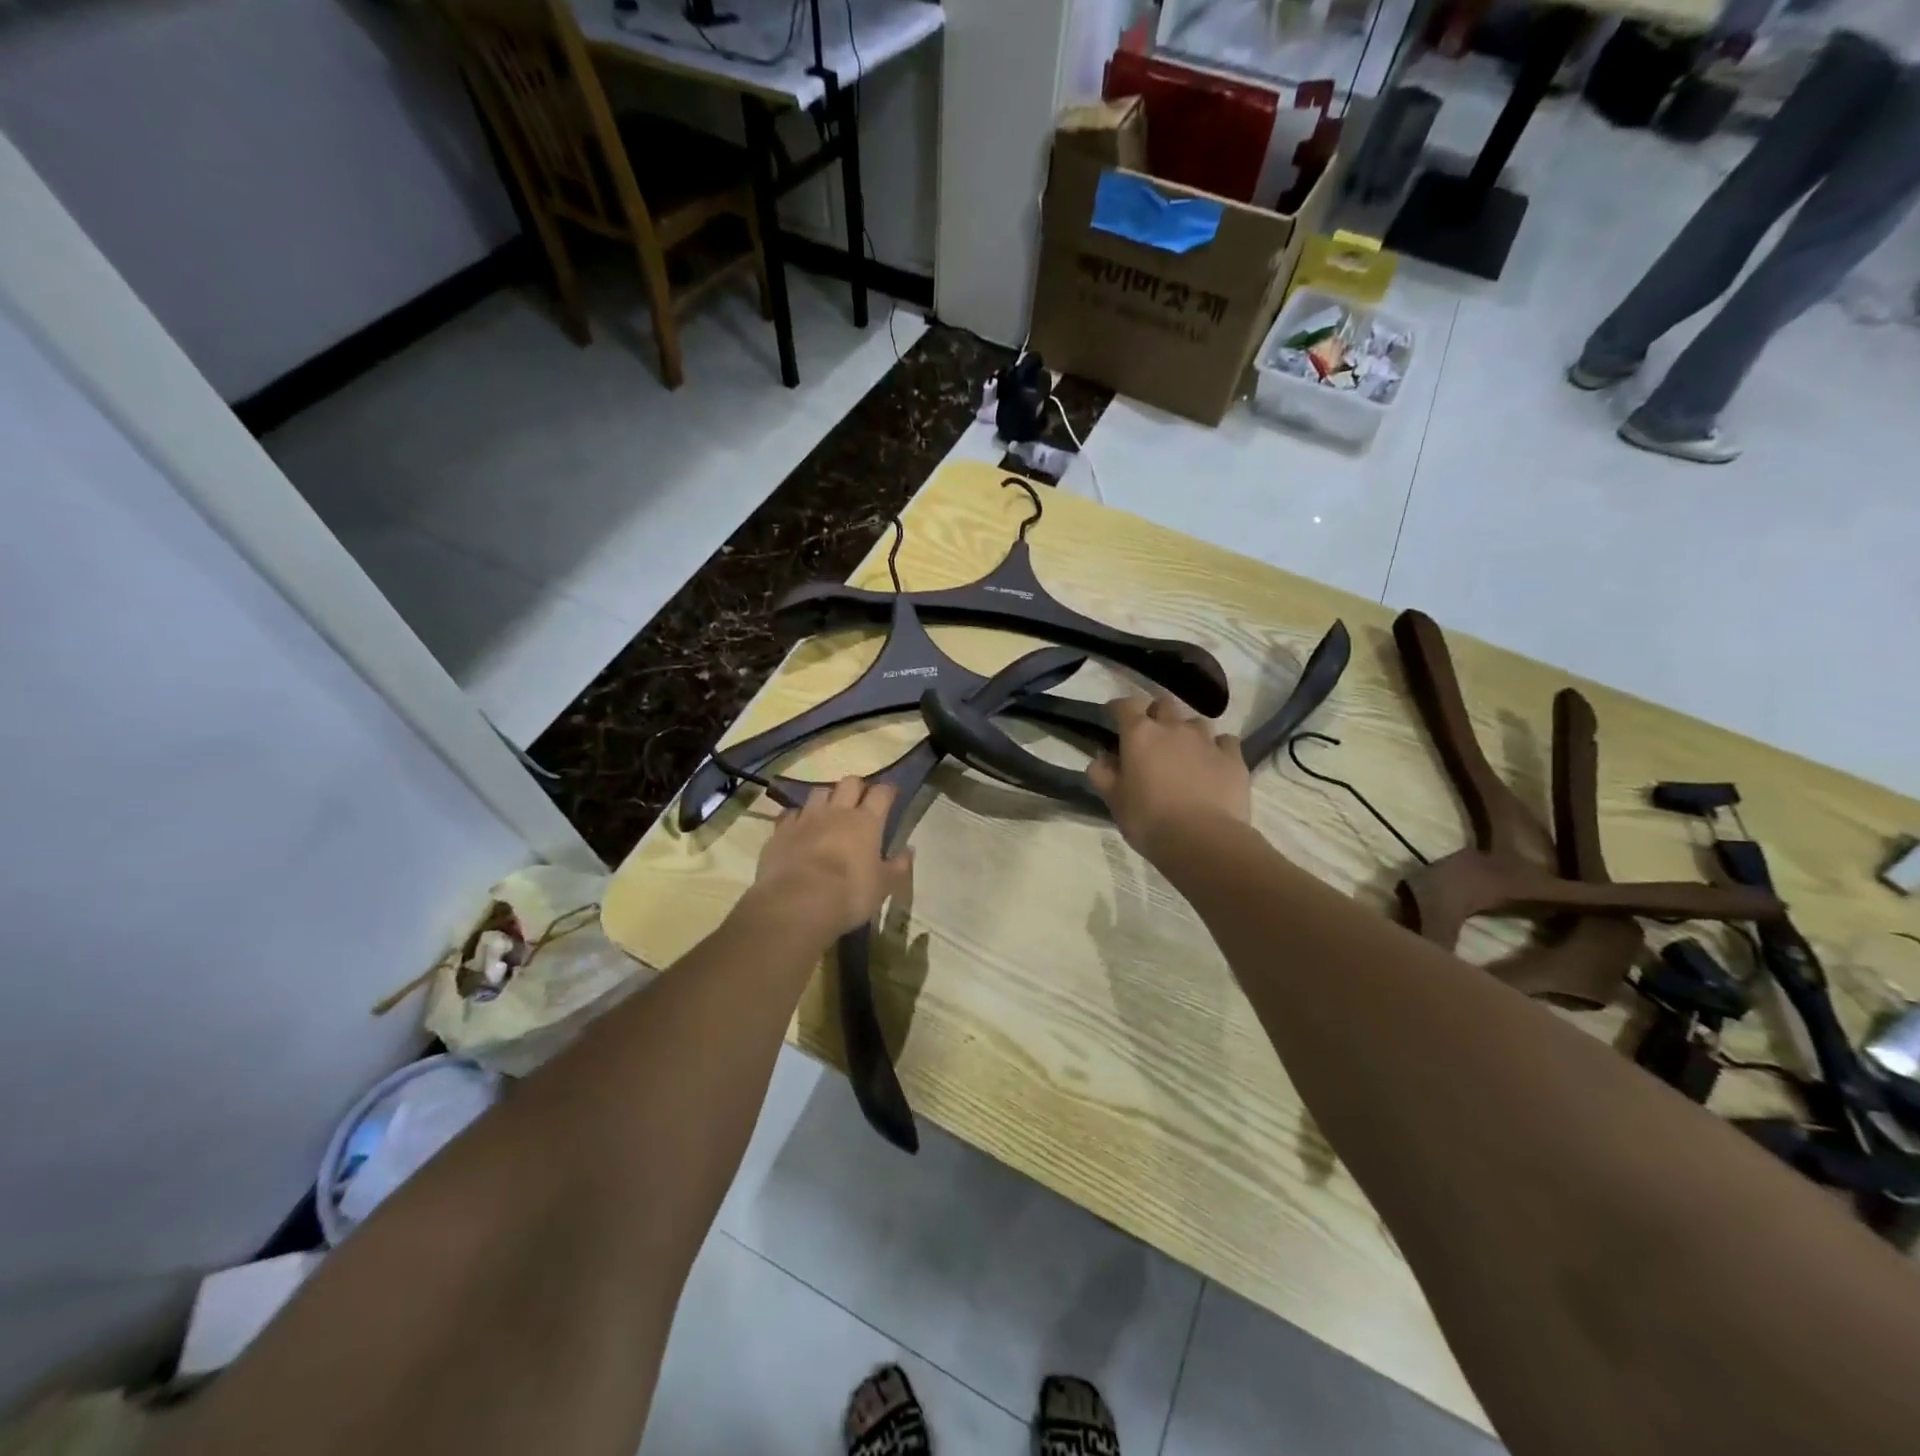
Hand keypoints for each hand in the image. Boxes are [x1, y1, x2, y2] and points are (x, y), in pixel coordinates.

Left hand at [749, 777, 914, 940]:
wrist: (797, 902)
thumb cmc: (849, 894)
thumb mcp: (883, 886)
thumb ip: (897, 866)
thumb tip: (908, 850)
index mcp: (866, 821)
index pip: (881, 793)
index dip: (888, 791)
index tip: (891, 795)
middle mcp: (837, 812)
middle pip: (849, 783)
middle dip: (857, 788)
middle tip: (860, 801)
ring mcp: (806, 818)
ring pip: (819, 792)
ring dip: (827, 798)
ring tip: (828, 811)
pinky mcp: (781, 830)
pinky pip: (791, 814)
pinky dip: (798, 818)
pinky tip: (799, 828)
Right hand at [1087, 694, 1250, 859]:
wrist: (1203, 840)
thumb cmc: (1149, 820)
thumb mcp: (1114, 801)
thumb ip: (1103, 774)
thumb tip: (1102, 758)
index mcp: (1140, 735)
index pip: (1126, 704)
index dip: (1118, 707)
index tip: (1113, 715)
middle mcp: (1174, 728)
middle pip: (1164, 704)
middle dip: (1155, 713)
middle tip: (1150, 735)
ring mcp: (1207, 740)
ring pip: (1195, 721)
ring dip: (1186, 731)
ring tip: (1184, 751)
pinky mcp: (1233, 757)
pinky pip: (1225, 741)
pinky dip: (1217, 747)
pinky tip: (1213, 762)